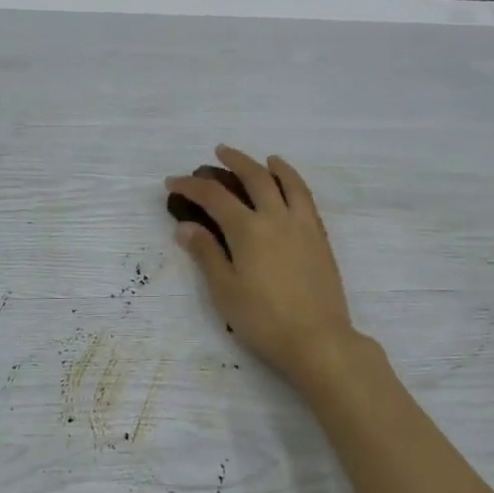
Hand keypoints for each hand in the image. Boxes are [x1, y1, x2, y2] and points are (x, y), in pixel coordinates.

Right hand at [165, 146, 360, 389]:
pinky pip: (307, 200)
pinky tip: (291, 189)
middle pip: (255, 178)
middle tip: (219, 153)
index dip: (191, 186)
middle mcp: (276, 218)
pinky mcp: (320, 239)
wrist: (317, 339)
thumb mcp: (225, 290)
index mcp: (248, 230)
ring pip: (288, 183)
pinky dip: (296, 184)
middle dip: (234, 161)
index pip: (214, 197)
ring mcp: (303, 226)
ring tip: (265, 159)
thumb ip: (206, 254)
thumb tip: (185, 226)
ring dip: (272, 166)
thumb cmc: (263, 320)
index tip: (172, 182)